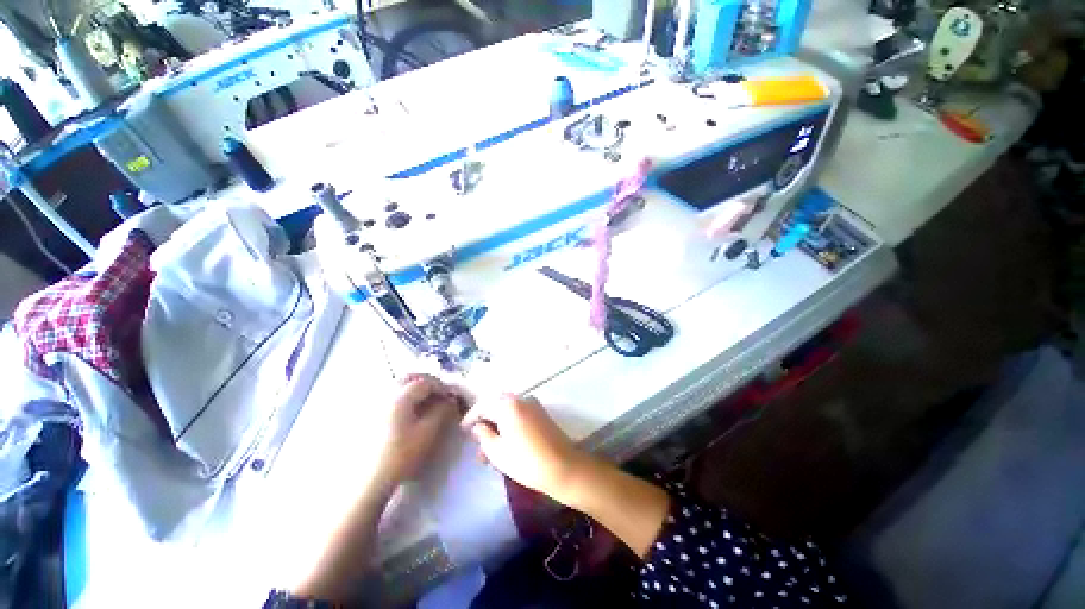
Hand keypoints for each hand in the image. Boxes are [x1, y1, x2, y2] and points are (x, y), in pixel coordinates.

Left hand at [372, 374, 459, 488]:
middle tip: (437, 395)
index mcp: (400, 396)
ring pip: (396, 386)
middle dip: (426, 383)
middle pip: (408, 378)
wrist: (366, 482)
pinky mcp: (365, 414)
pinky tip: (406, 412)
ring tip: (423, 403)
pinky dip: (400, 397)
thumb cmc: (400, 455)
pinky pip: (386, 396)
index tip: (450, 398)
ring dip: (413, 389)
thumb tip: (450, 400)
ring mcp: (372, 402)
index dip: (442, 387)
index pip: (426, 381)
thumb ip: (442, 411)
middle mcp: (384, 393)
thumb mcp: (428, 433)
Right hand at [462, 394, 587, 504]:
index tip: (463, 430)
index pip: (483, 405)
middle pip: (496, 405)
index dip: (471, 417)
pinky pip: (519, 413)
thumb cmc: (526, 461)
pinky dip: (509, 424)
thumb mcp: (498, 452)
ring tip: (490, 450)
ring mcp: (533, 404)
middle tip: (477, 442)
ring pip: (508, 410)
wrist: (563, 466)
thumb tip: (478, 426)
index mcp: (508, 405)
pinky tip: (506, 442)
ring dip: (497, 425)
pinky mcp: (541, 413)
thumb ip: (484, 435)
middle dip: (485, 421)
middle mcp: (521, 398)